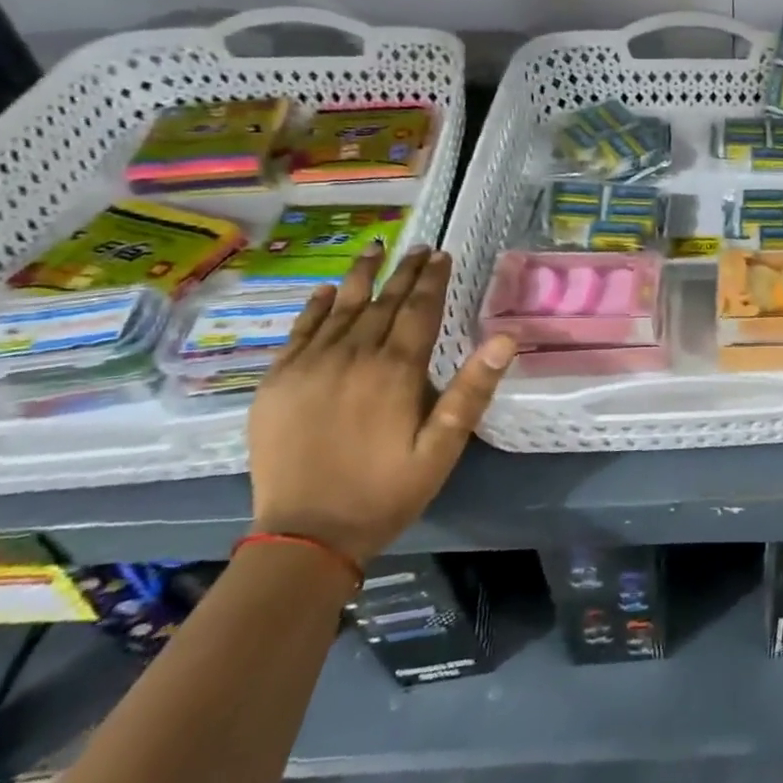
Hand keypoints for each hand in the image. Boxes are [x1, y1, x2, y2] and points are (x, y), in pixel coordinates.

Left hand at [247, 244, 515, 565]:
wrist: (306, 536)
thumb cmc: (386, 491)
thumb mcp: (443, 447)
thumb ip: (473, 389)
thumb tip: (506, 337)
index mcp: (395, 370)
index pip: (419, 310)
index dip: (433, 280)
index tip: (443, 254)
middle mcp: (352, 356)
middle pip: (383, 302)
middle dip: (405, 272)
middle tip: (419, 247)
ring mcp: (308, 366)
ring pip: (342, 308)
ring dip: (362, 276)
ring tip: (375, 248)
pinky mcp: (276, 382)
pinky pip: (300, 332)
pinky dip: (316, 307)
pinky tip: (328, 291)